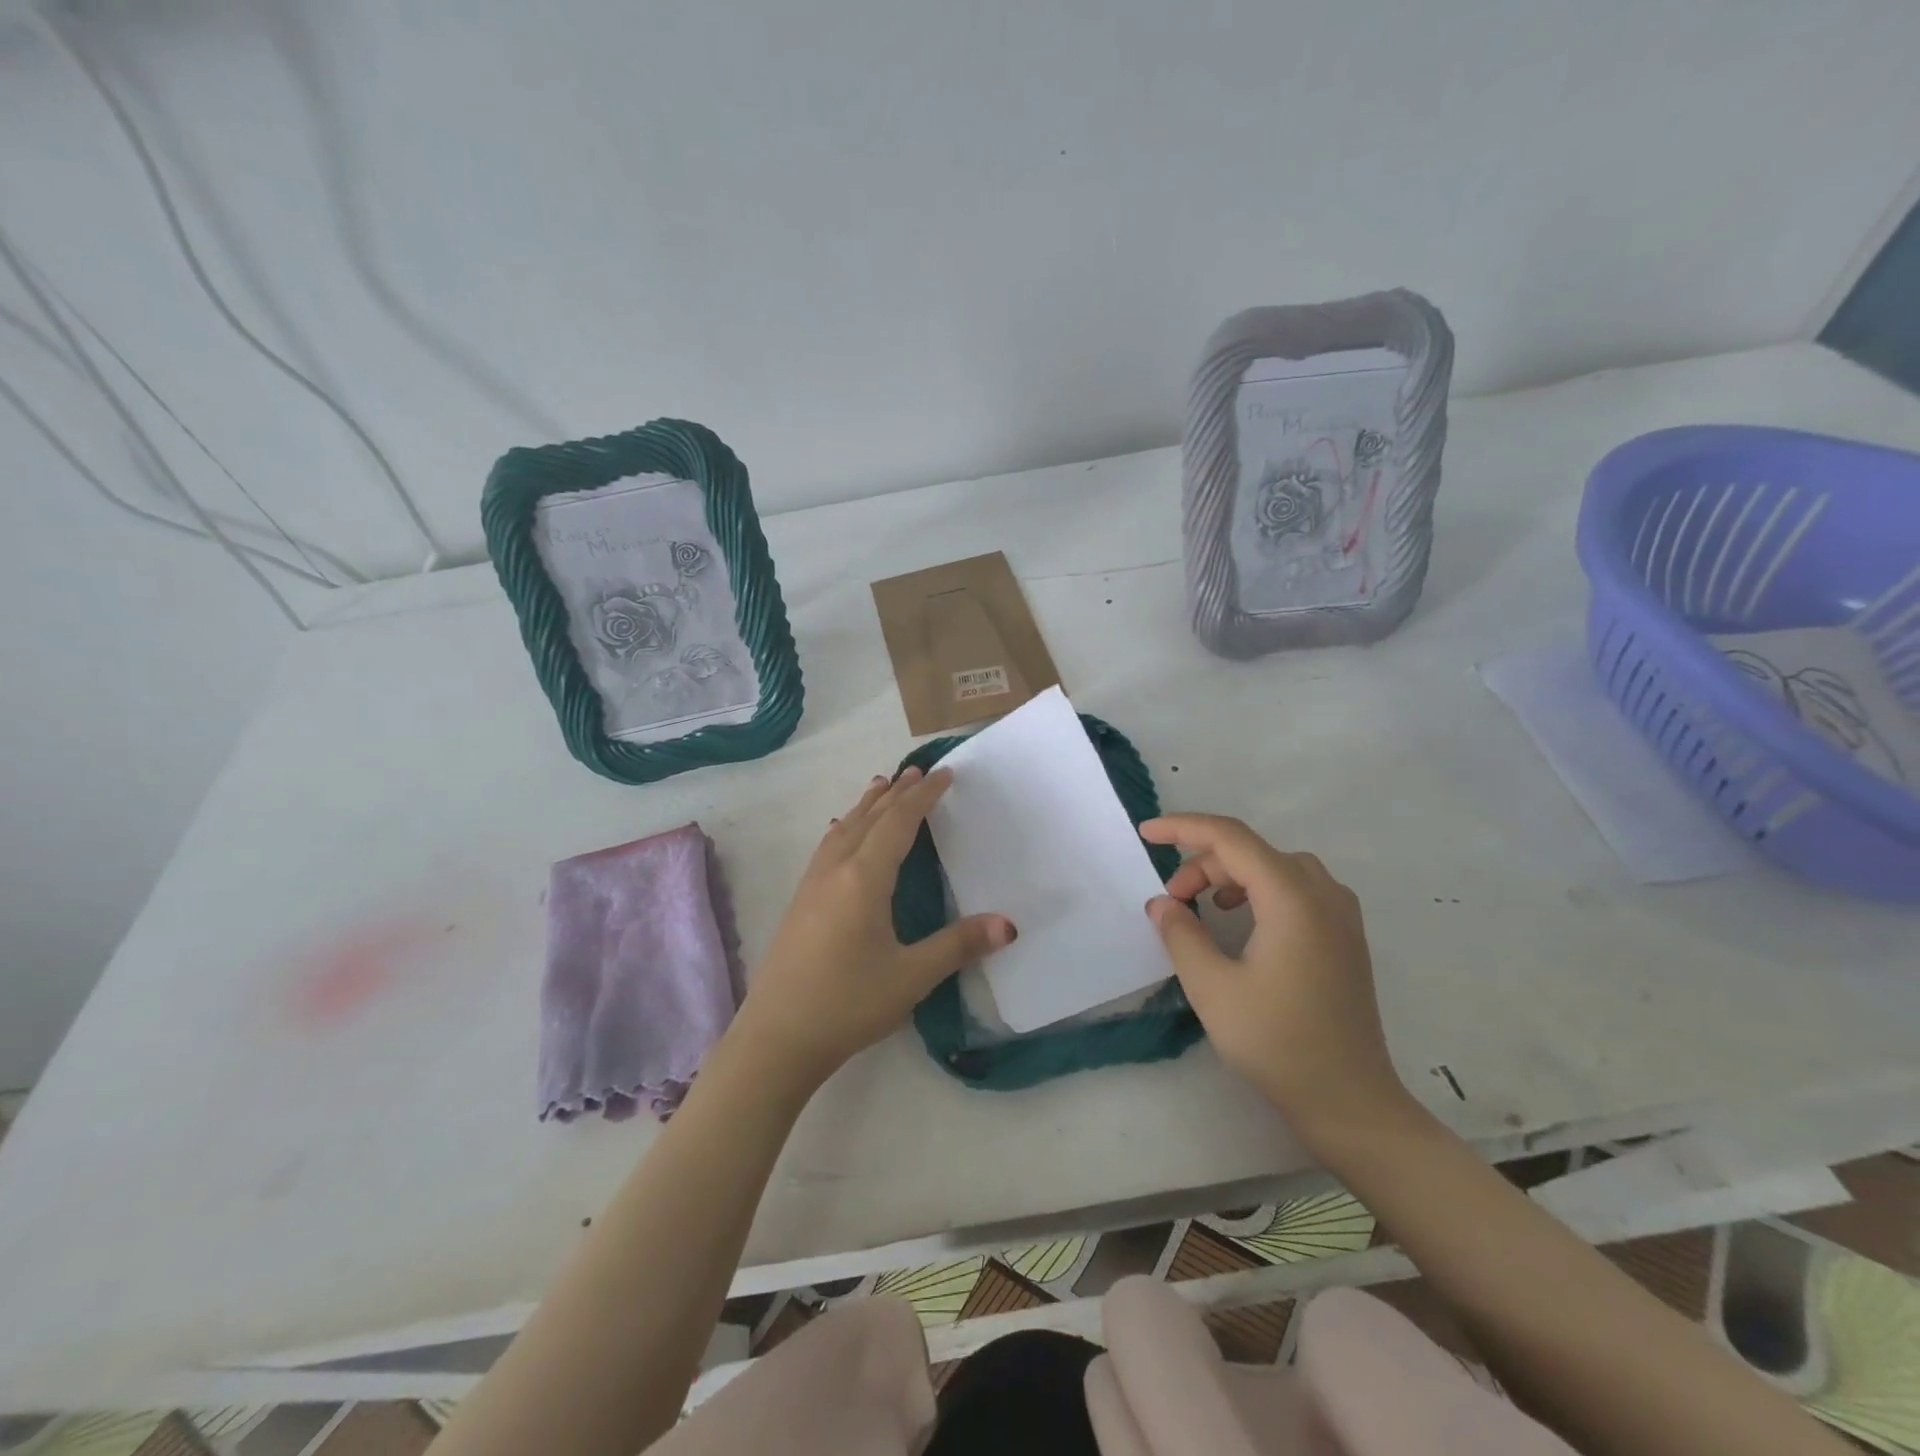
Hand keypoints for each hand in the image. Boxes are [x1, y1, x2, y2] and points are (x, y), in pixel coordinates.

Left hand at [732, 767, 1016, 1088]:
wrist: (776, 1038)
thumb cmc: (848, 1004)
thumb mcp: (911, 976)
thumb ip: (959, 945)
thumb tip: (1009, 924)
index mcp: (864, 878)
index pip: (898, 822)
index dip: (923, 796)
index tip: (944, 774)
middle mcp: (835, 870)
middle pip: (869, 818)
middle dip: (896, 793)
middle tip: (918, 771)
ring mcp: (812, 885)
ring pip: (843, 828)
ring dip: (867, 805)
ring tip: (882, 787)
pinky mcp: (800, 902)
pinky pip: (828, 847)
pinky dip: (845, 827)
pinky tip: (840, 835)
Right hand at [1139, 814, 1409, 1141]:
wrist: (1350, 1100)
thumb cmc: (1277, 1042)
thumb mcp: (1212, 988)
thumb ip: (1181, 935)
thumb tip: (1163, 904)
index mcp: (1292, 898)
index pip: (1230, 838)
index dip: (1183, 828)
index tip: (1146, 833)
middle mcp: (1323, 893)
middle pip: (1252, 850)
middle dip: (1203, 863)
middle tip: (1172, 901)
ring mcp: (1340, 913)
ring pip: (1275, 865)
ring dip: (1231, 873)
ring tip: (1203, 904)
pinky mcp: (1344, 934)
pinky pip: (1296, 886)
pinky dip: (1259, 888)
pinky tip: (1242, 918)